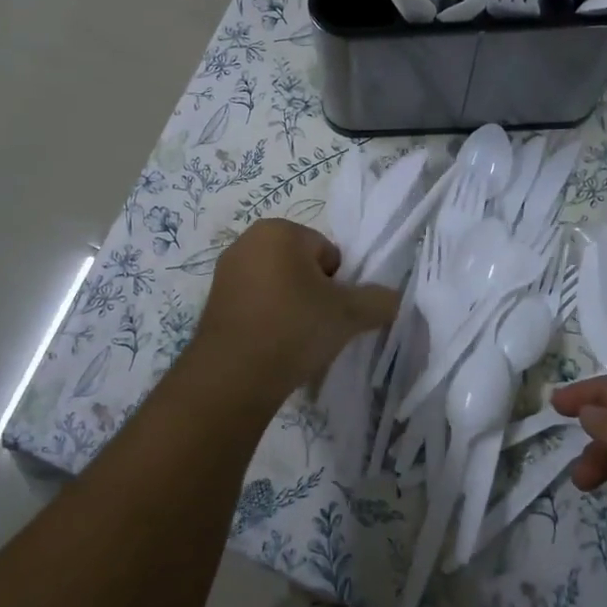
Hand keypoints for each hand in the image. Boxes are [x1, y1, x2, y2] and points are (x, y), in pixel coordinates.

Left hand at [183, 220, 399, 410]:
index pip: (328, 253)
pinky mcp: (213, 301)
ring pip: (278, 286)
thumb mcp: (350, 314)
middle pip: (302, 267)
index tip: (331, 312)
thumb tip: (393, 299)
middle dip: (313, 293)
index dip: (338, 285)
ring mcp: (225, 272)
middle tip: (316, 326)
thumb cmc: (294, 328)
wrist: (234, 376)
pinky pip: (255, 304)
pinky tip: (271, 346)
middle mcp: (247, 241)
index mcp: (279, 230)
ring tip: (293, 340)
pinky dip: (267, 319)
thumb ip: (379, 300)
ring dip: (291, 307)